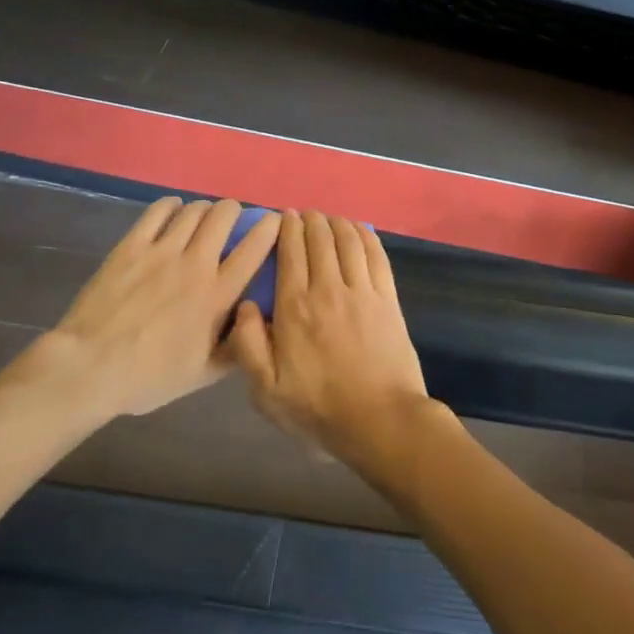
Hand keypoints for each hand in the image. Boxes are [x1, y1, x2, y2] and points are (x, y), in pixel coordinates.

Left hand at [0, 198, 278, 419]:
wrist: (90, 367)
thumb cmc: (149, 377)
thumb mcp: (203, 375)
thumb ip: (237, 350)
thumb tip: (258, 328)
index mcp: (217, 296)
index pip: (254, 250)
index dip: (269, 228)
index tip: (275, 220)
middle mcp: (195, 265)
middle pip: (223, 217)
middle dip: (234, 211)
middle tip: (232, 219)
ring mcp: (161, 251)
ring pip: (193, 211)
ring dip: (204, 209)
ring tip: (203, 216)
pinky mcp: (131, 246)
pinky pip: (157, 212)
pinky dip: (171, 206)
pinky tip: (173, 210)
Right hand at [228, 211, 445, 482]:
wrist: (380, 419)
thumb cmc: (318, 409)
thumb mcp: (265, 390)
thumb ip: (248, 345)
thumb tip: (245, 304)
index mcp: (294, 308)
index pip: (290, 254)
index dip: (287, 230)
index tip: (284, 217)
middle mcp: (328, 289)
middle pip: (320, 240)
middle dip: (310, 221)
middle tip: (305, 214)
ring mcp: (362, 292)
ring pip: (348, 242)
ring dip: (337, 223)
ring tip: (329, 217)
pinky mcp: (388, 300)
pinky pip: (377, 257)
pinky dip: (367, 237)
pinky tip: (361, 230)